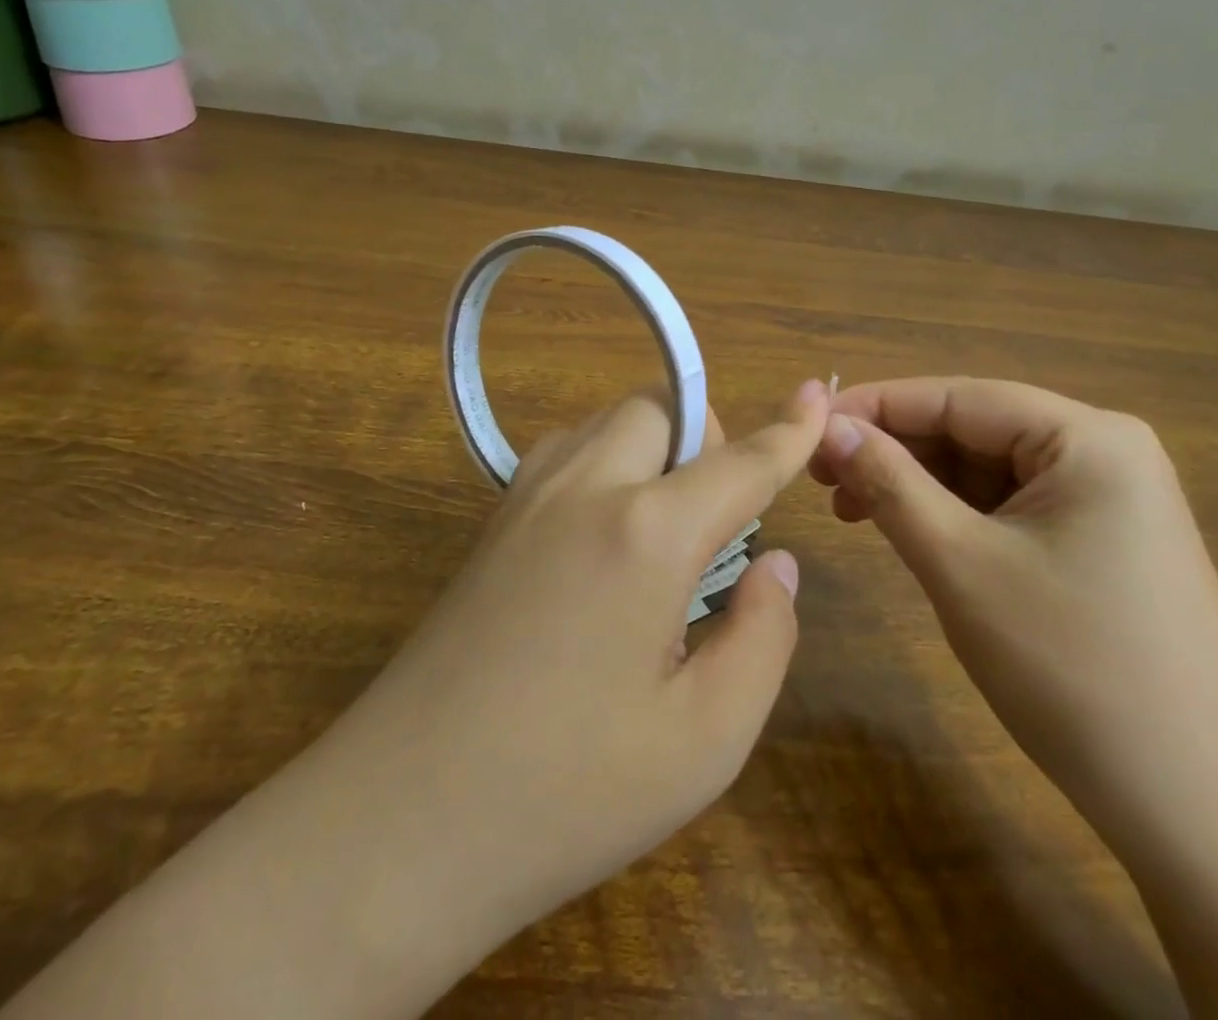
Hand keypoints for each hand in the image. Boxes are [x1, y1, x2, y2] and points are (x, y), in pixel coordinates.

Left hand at [323, 379, 829, 1004]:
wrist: (399, 822)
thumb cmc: (568, 792)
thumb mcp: (705, 741)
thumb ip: (764, 637)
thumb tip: (777, 567)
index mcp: (647, 533)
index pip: (740, 462)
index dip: (790, 431)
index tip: (818, 394)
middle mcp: (586, 490)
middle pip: (660, 410)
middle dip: (704, 441)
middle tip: (714, 520)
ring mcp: (526, 499)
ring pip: (607, 422)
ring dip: (651, 447)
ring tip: (662, 528)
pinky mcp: (491, 523)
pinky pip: (565, 452)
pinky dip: (604, 463)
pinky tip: (602, 538)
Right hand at [809, 377, 1217, 832]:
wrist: (1194, 807)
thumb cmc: (1070, 670)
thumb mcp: (960, 564)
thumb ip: (890, 483)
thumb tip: (830, 426)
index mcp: (1089, 438)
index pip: (959, 398)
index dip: (876, 407)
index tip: (809, 426)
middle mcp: (1106, 451)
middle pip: (974, 429)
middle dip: (894, 449)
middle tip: (820, 476)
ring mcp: (1110, 498)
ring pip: (987, 469)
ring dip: (917, 483)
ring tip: (850, 509)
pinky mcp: (1102, 540)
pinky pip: (1011, 505)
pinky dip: (954, 514)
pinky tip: (909, 530)